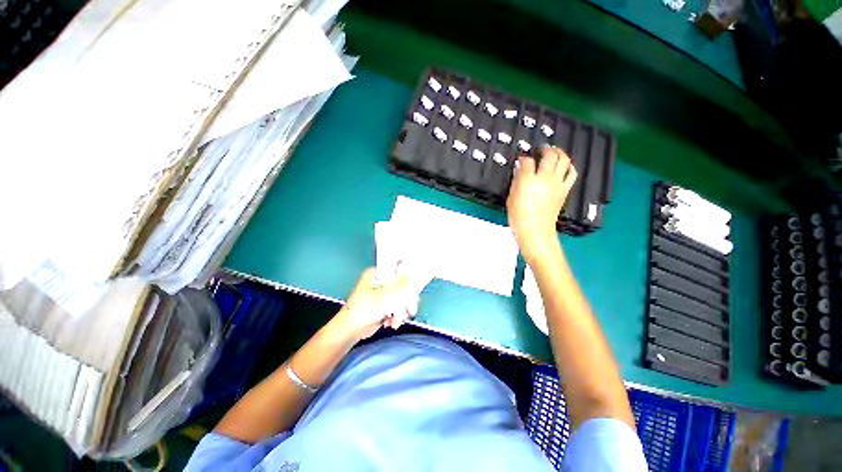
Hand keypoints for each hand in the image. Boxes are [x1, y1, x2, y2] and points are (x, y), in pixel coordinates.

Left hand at [335, 268, 419, 340]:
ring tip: (396, 320)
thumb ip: (401, 285)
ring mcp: (384, 293)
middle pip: (404, 285)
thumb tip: (414, 275)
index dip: (409, 277)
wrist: (351, 331)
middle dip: (407, 301)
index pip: (399, 269)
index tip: (414, 288)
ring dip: (402, 311)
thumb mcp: (385, 296)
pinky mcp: (386, 305)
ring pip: (403, 298)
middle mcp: (382, 281)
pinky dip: (397, 316)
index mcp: (378, 273)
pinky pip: (399, 307)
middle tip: (409, 310)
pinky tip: (392, 323)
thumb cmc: (364, 309)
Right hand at [507, 146, 577, 263]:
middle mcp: (545, 178)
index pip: (527, 161)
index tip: (521, 159)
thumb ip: (516, 181)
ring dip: (559, 153)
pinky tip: (565, 166)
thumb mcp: (511, 197)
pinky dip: (569, 166)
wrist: (535, 230)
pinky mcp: (565, 190)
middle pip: (550, 155)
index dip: (523, 158)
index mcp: (528, 180)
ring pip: (564, 160)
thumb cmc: (518, 216)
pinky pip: (572, 173)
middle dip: (545, 149)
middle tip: (541, 149)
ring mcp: (557, 183)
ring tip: (554, 152)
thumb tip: (520, 169)